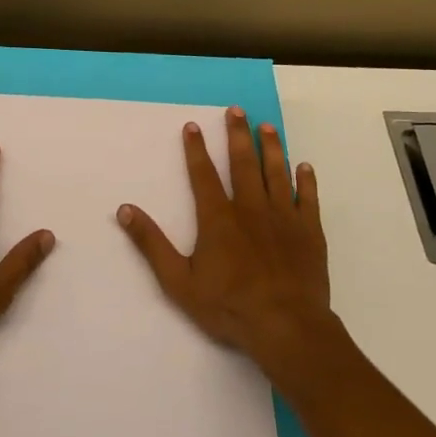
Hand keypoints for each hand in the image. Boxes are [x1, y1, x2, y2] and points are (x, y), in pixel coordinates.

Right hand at [118, 106, 346, 387]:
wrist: (286, 326)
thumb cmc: (228, 306)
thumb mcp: (178, 280)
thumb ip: (152, 244)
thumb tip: (126, 210)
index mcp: (218, 218)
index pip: (203, 174)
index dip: (196, 149)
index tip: (193, 126)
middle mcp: (251, 209)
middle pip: (243, 163)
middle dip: (237, 135)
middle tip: (237, 110)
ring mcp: (284, 218)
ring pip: (276, 173)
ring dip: (271, 148)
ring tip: (267, 127)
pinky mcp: (309, 232)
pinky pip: (308, 198)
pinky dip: (305, 180)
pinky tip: (304, 166)